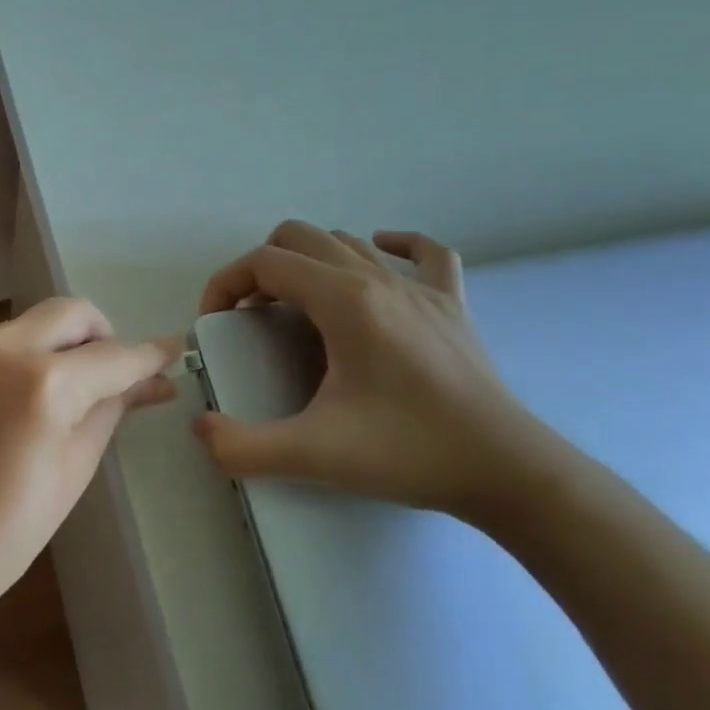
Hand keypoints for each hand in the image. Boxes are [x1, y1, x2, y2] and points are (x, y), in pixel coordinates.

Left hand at [0, 298, 177, 638]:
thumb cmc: (5, 533)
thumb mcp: (73, 470)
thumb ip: (111, 410)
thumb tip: (153, 381)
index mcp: (44, 385)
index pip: (113, 356)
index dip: (148, 356)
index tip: (171, 352)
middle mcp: (1, 350)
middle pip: (68, 312)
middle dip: (100, 334)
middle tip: (109, 373)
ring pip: (27, 325)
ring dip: (54, 346)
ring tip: (58, 396)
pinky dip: (15, 361)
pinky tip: (11, 405)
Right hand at [194, 221, 575, 520]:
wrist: (508, 472)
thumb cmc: (408, 452)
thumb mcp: (314, 455)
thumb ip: (244, 447)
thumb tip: (202, 429)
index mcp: (345, 301)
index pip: (265, 262)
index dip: (226, 283)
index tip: (217, 322)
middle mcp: (379, 279)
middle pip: (300, 237)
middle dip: (261, 268)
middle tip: (252, 317)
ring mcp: (421, 287)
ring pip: (348, 241)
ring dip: (308, 262)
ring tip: (297, 308)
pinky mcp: (452, 305)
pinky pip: (424, 253)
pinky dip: (392, 245)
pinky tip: (379, 257)